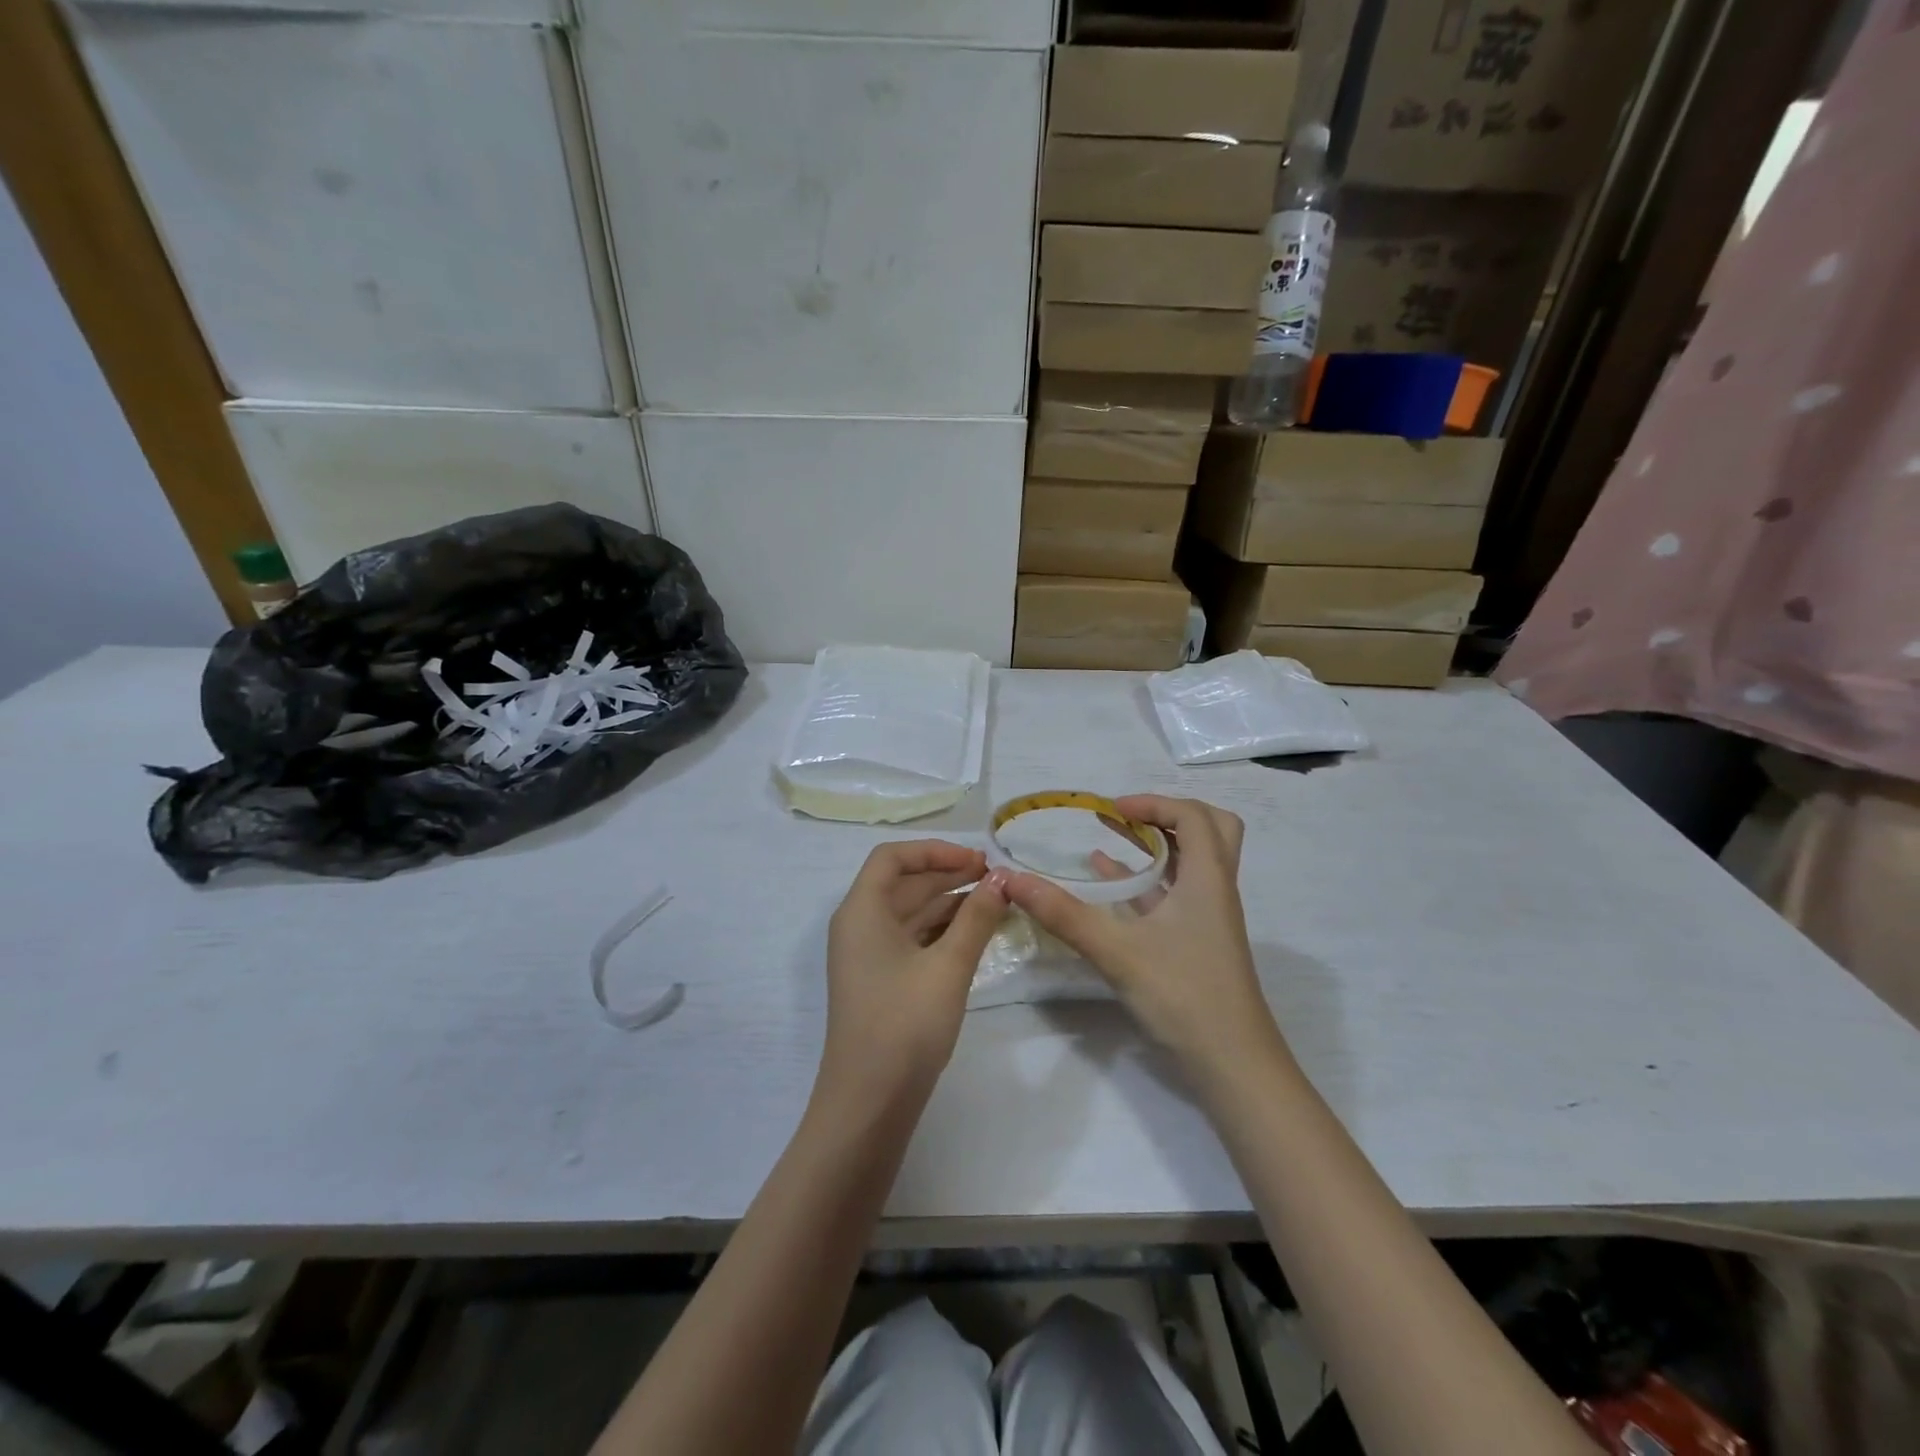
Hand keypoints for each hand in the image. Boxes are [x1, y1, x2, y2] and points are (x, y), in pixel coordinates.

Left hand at [820, 840, 1007, 1104]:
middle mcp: (859, 925)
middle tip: (996, 878)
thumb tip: (1001, 879)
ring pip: (910, 913)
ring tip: (995, 902)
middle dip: (948, 874)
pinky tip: (975, 934)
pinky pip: (911, 939)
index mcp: (862, 911)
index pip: (892, 858)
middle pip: (903, 883)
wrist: (869, 1103)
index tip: (977, 860)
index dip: (935, 851)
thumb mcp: (948, 967)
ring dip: (949, 903)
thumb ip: (976, 918)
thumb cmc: (905, 1025)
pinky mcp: (880, 981)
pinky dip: (941, 931)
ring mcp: (868, 956)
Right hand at [1000, 796, 1286, 1086]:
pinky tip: (1107, 884)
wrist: (1233, 1067)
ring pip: (1190, 863)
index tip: (1111, 809)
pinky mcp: (1197, 942)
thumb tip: (1011, 880)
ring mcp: (1208, 918)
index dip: (1153, 802)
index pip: (1192, 816)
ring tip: (1110, 835)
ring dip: (1155, 845)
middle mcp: (1214, 890)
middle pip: (1208, 830)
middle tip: (1126, 816)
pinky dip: (1145, 881)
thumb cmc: (1184, 996)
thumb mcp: (1117, 951)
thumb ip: (1063, 914)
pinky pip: (1173, 895)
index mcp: (1208, 879)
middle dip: (1166, 814)